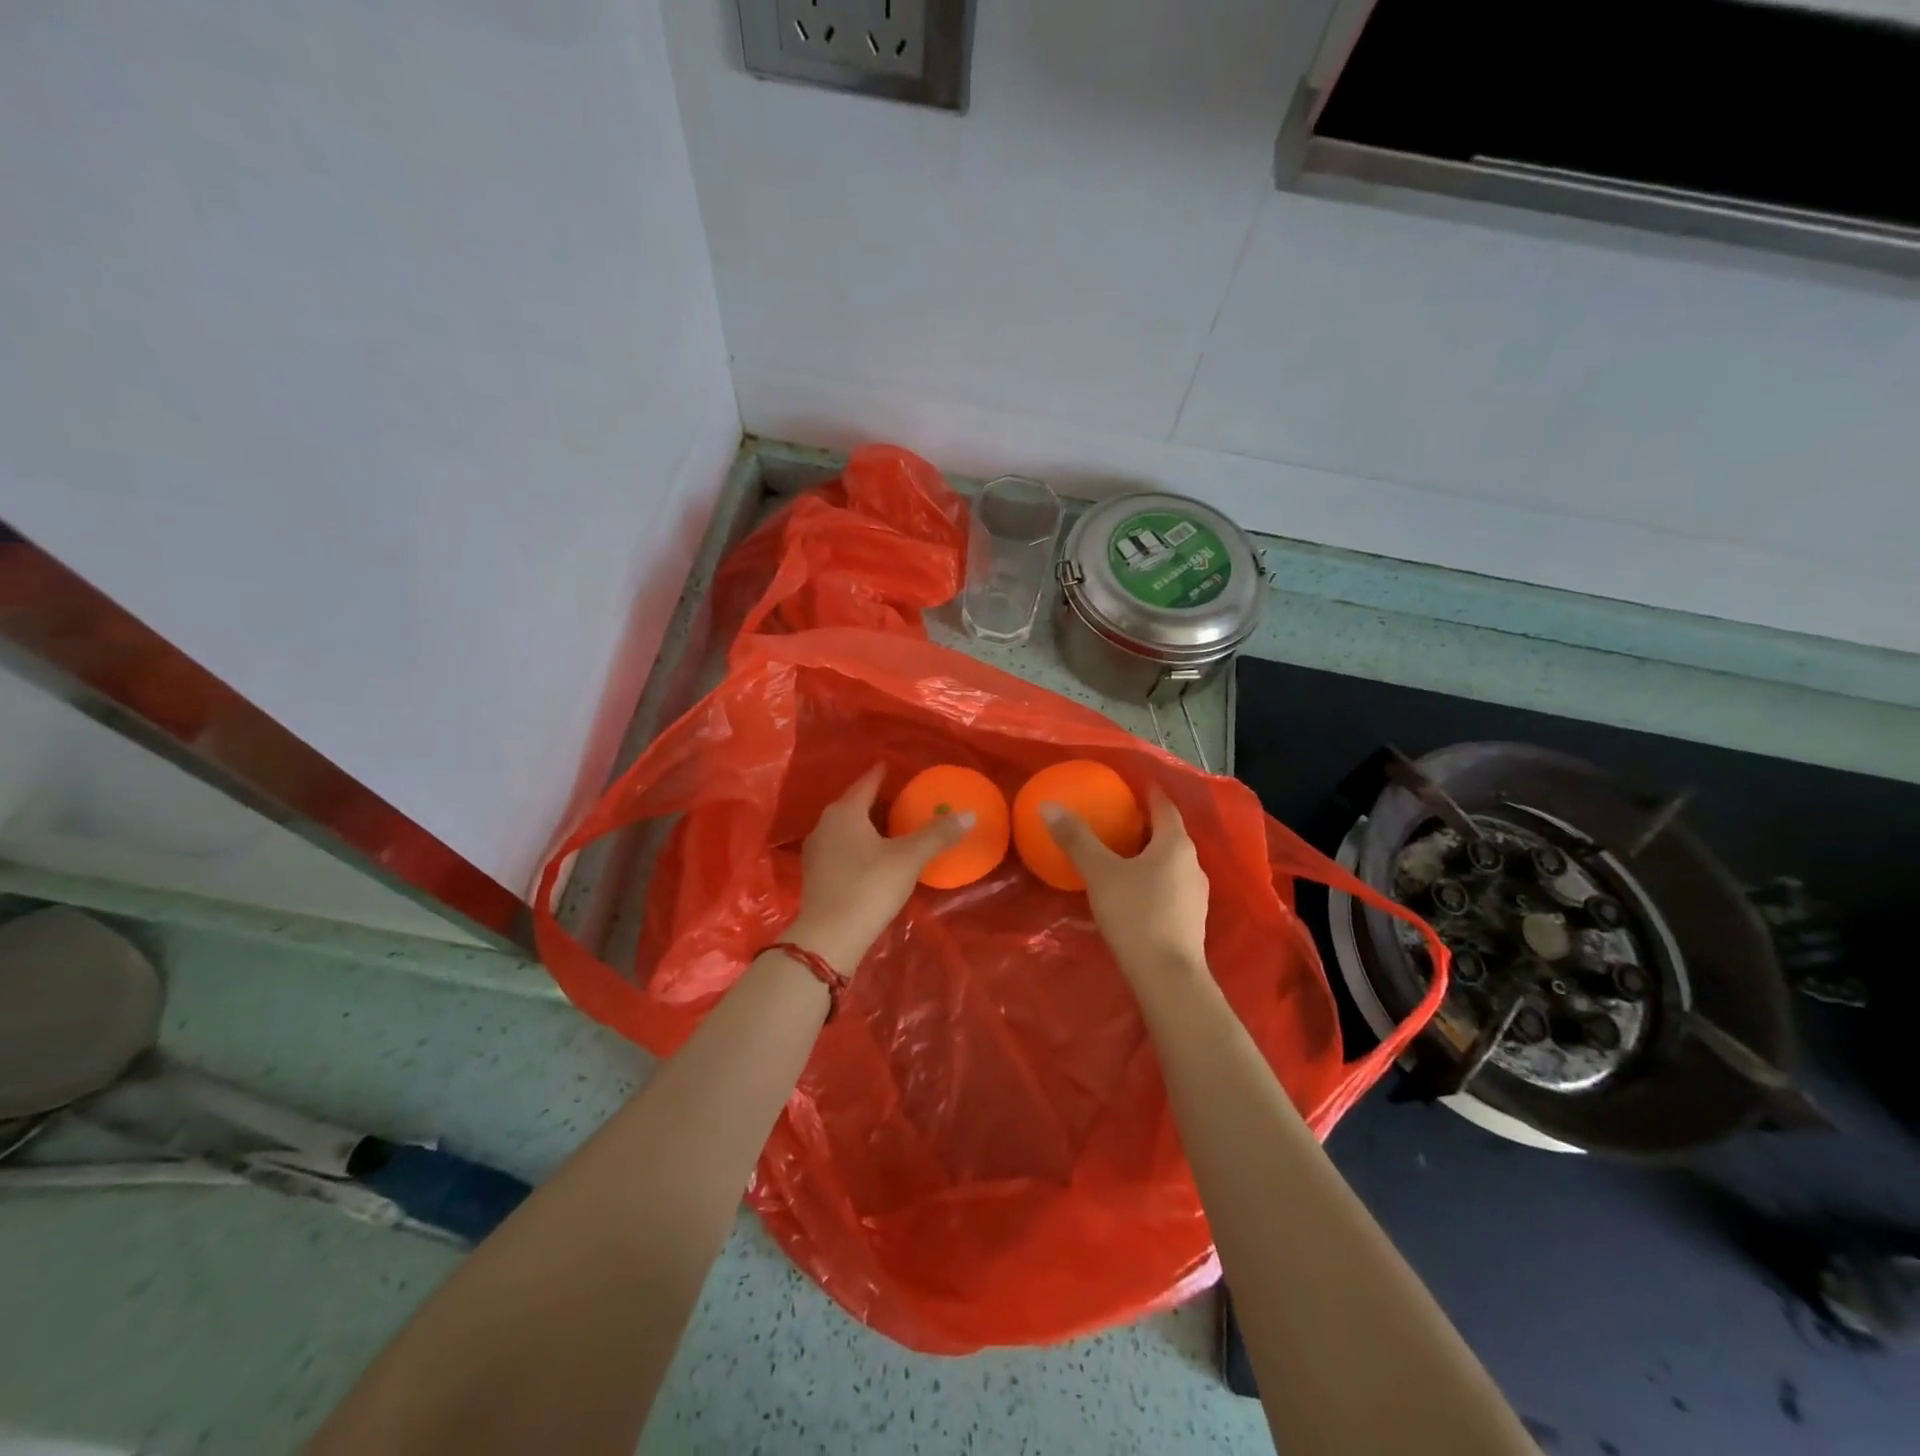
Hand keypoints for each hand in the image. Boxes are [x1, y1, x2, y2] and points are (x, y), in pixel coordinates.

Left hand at [785, 764, 972, 973]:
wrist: (830, 937)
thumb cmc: (869, 886)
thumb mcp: (908, 858)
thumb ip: (937, 835)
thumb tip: (969, 814)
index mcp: (845, 812)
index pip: (866, 783)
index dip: (880, 774)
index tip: (890, 766)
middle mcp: (825, 825)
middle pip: (853, 805)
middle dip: (874, 800)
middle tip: (898, 798)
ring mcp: (816, 852)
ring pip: (845, 828)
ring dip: (865, 825)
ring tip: (888, 826)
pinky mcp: (815, 875)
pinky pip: (840, 848)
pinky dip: (857, 845)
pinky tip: (871, 856)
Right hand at [1044, 787, 1210, 987]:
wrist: (1167, 976)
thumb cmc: (1135, 915)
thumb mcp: (1100, 873)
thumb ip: (1076, 839)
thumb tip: (1049, 806)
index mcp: (1175, 844)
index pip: (1165, 808)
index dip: (1150, 794)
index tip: (1136, 784)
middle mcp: (1192, 863)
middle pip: (1170, 834)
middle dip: (1148, 825)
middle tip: (1121, 818)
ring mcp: (1196, 893)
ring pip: (1172, 862)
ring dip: (1152, 853)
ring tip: (1125, 853)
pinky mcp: (1191, 919)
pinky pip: (1172, 885)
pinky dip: (1155, 878)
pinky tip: (1135, 890)